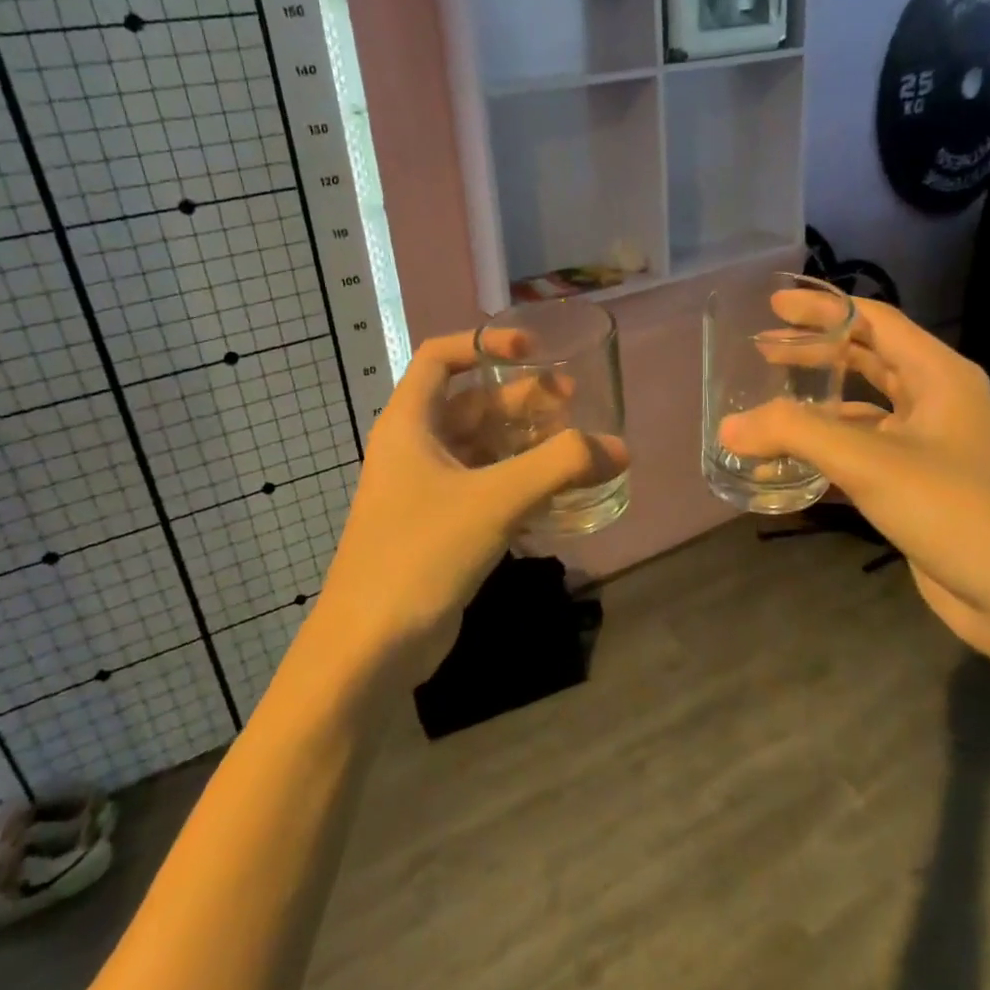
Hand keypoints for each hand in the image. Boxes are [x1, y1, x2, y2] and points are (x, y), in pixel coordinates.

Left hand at [312, 331, 626, 688]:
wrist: (371, 646)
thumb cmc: (422, 553)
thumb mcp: (495, 500)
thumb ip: (560, 466)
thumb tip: (618, 448)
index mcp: (410, 424)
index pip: (439, 357)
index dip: (484, 344)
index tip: (532, 350)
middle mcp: (415, 449)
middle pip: (471, 404)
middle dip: (521, 399)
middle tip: (574, 402)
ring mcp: (426, 491)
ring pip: (482, 449)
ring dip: (525, 443)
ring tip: (576, 446)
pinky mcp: (441, 528)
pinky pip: (485, 488)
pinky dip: (519, 483)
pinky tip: (558, 495)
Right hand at [720, 294, 989, 658]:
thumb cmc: (953, 509)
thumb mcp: (869, 461)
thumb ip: (795, 434)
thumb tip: (728, 428)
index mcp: (939, 375)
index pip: (874, 321)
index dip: (823, 308)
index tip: (772, 304)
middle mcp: (936, 402)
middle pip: (867, 359)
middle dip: (814, 352)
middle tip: (761, 348)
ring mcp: (929, 445)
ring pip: (862, 409)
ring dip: (815, 405)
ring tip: (765, 405)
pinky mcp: (917, 485)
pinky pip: (861, 453)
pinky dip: (825, 453)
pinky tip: (786, 466)